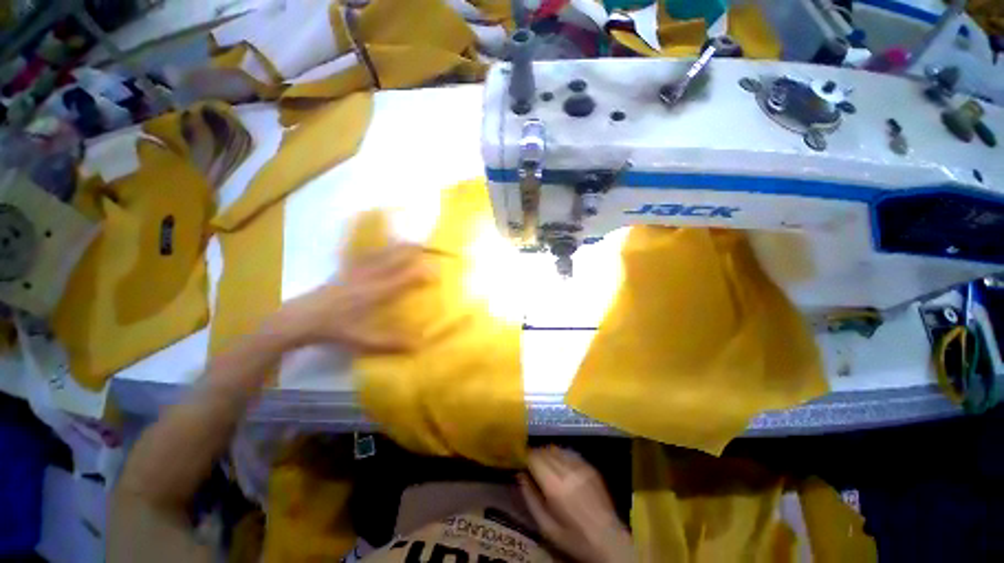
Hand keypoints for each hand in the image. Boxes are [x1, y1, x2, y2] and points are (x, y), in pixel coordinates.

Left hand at [277, 243, 433, 352]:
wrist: (302, 318)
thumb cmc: (335, 330)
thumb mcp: (365, 341)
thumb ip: (393, 343)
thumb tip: (420, 345)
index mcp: (376, 292)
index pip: (405, 277)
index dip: (423, 273)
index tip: (437, 272)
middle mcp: (371, 276)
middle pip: (396, 257)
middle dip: (414, 251)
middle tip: (430, 249)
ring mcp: (358, 269)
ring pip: (383, 251)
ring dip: (400, 246)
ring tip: (413, 243)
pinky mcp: (348, 268)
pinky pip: (369, 253)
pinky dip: (381, 248)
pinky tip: (384, 248)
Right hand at [519, 448, 633, 562]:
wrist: (608, 540)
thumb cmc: (573, 538)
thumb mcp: (546, 526)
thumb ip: (530, 499)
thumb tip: (520, 475)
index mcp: (554, 485)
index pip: (534, 457)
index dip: (525, 457)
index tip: (521, 462)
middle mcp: (567, 470)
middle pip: (545, 450)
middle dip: (535, 454)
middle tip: (531, 463)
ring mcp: (580, 466)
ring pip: (557, 448)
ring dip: (548, 453)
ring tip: (545, 464)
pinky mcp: (590, 466)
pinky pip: (570, 452)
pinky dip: (561, 455)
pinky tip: (560, 464)